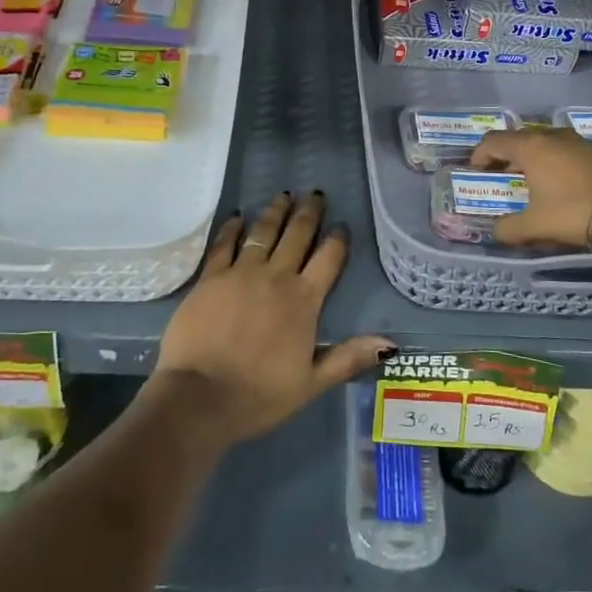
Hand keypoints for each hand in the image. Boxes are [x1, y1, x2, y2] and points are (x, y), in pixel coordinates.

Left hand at [155, 191, 392, 446]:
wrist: (200, 397)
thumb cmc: (260, 394)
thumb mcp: (312, 382)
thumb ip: (349, 358)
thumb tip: (390, 345)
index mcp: (304, 301)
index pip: (328, 260)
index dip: (337, 240)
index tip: (341, 224)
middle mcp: (276, 277)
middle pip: (297, 236)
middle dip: (308, 213)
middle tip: (315, 194)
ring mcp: (240, 273)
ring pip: (263, 233)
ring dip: (275, 212)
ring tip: (283, 195)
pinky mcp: (210, 277)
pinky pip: (224, 244)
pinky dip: (232, 228)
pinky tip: (237, 217)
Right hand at [468, 128, 591, 248]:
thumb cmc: (577, 210)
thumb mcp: (536, 225)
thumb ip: (510, 229)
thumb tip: (496, 231)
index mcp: (530, 147)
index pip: (493, 140)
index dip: (479, 154)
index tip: (476, 172)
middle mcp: (551, 136)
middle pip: (519, 139)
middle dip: (505, 156)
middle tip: (501, 177)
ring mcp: (578, 141)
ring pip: (544, 143)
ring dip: (532, 159)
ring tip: (531, 182)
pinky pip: (565, 151)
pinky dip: (554, 163)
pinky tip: (562, 185)